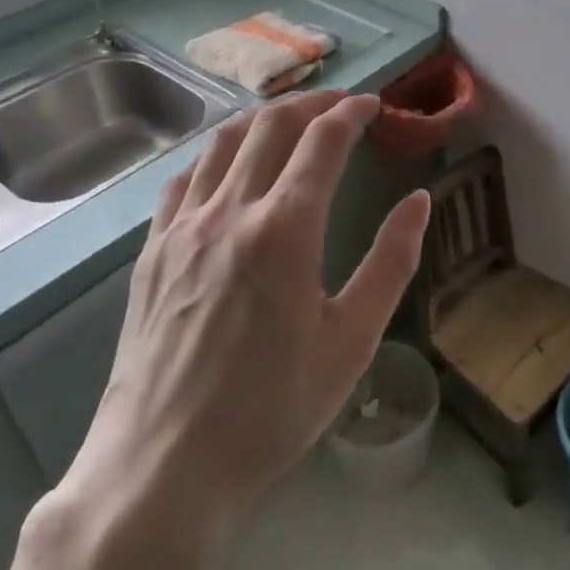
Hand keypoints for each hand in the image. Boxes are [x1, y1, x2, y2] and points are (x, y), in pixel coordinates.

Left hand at [58, 90, 431, 548]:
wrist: (163, 467)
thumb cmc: (272, 408)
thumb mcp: (352, 340)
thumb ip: (391, 262)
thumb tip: (419, 200)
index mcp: (285, 229)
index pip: (323, 140)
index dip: (352, 112)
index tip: (373, 105)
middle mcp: (229, 211)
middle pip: (270, 126)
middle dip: (311, 103)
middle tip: (340, 105)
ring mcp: (181, 227)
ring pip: (222, 142)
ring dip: (262, 119)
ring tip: (290, 122)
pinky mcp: (151, 250)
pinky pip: (184, 178)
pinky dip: (215, 154)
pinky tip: (227, 168)